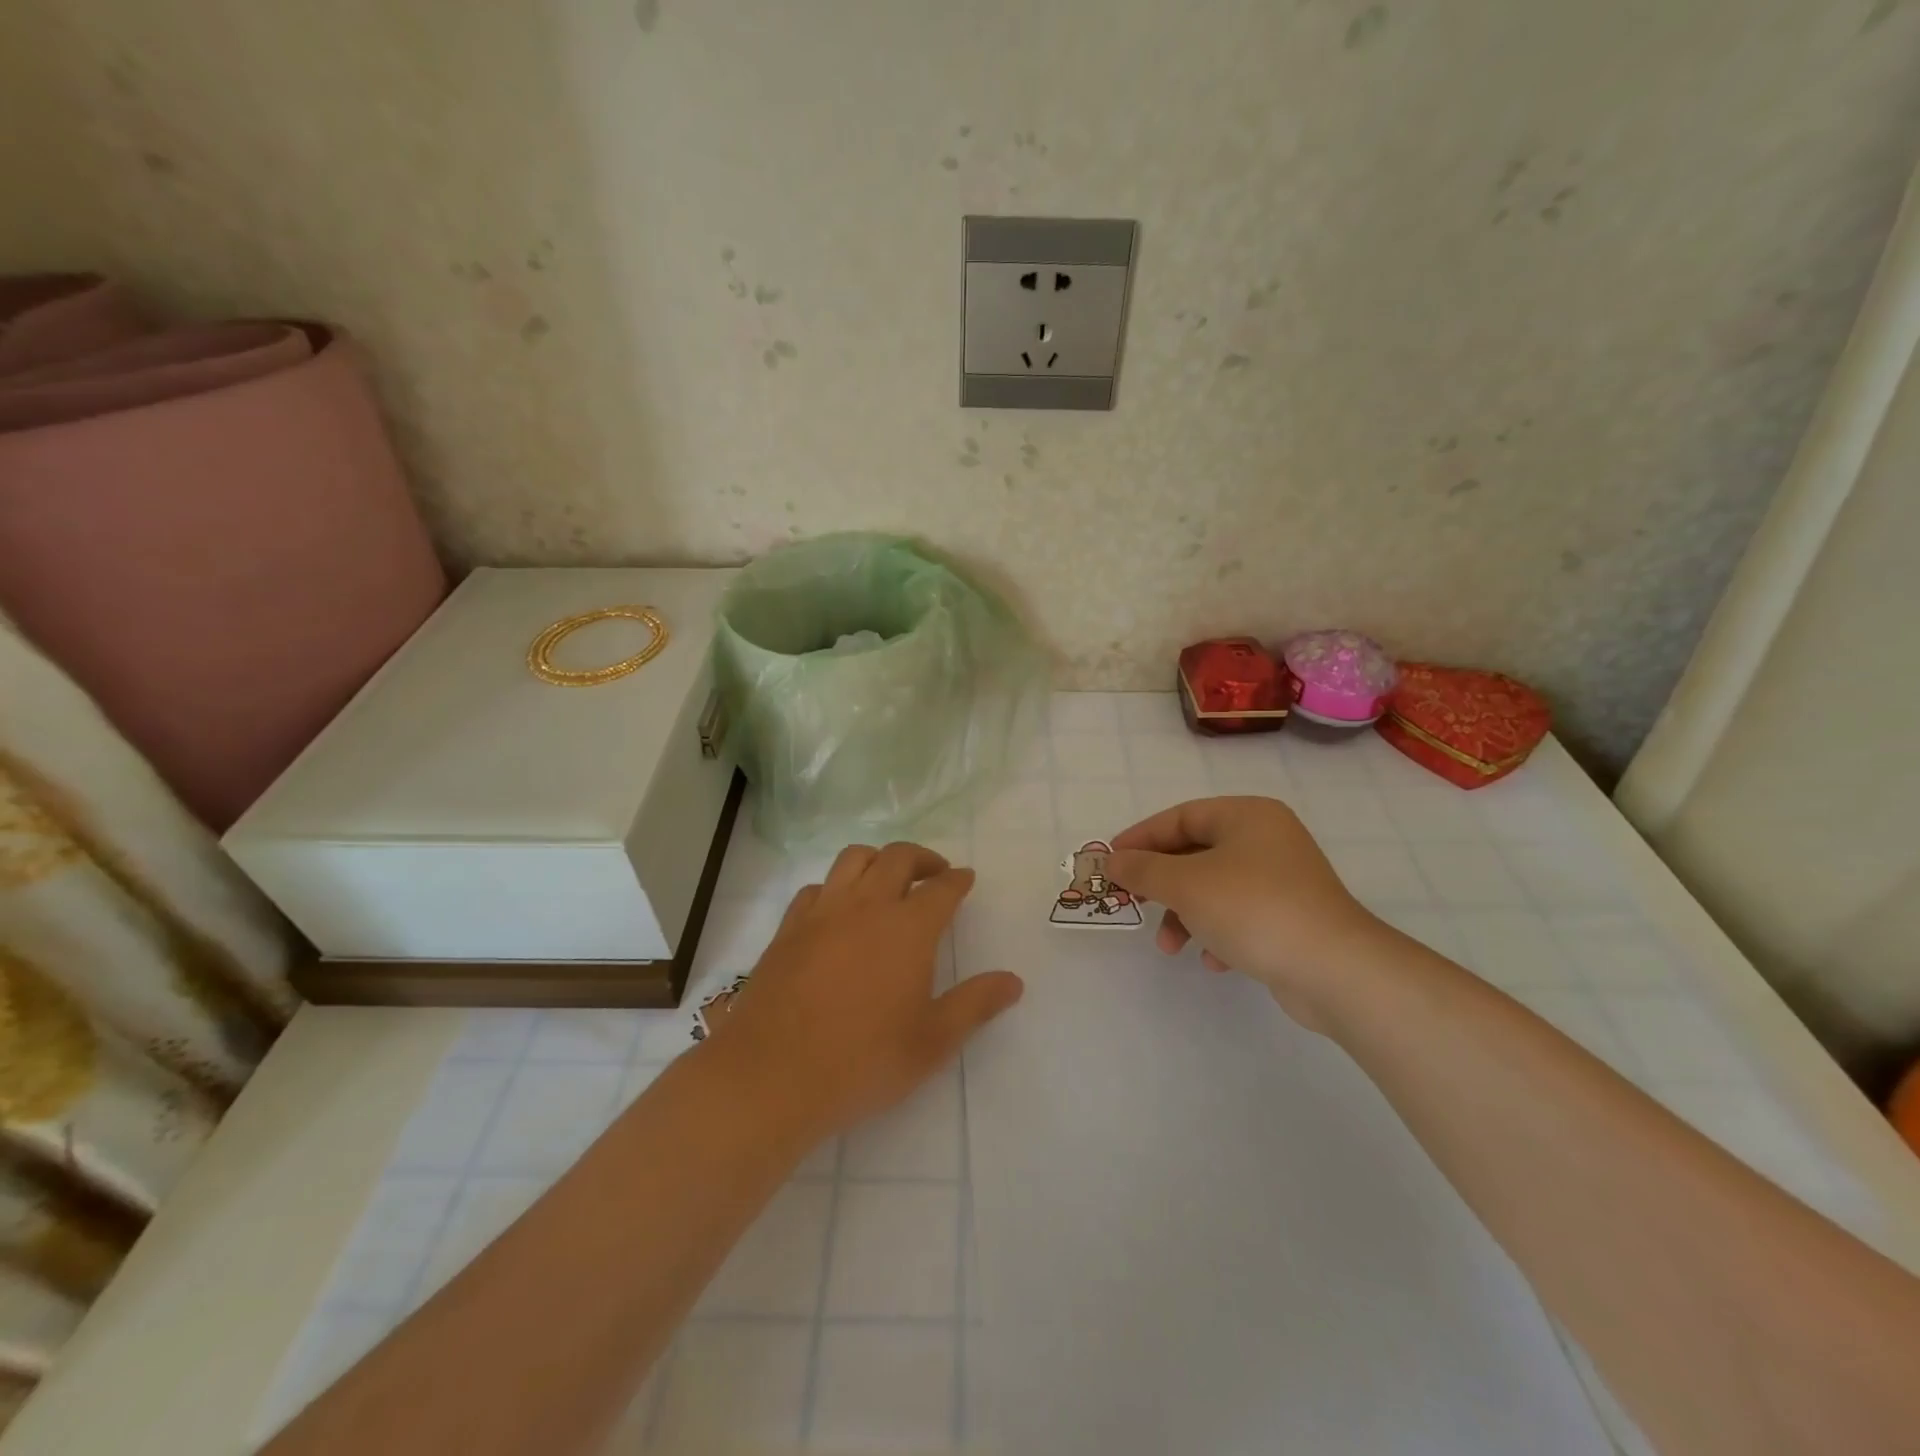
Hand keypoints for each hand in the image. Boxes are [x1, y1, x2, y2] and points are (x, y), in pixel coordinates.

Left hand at [703, 843, 1023, 1139]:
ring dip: (878, 859)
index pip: (941, 888)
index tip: (965, 879)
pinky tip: (837, 909)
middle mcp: (866, 906)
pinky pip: (816, 887)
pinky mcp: (788, 928)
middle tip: (934, 871)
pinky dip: (835, 886)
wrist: (773, 1075)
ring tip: (887, 878)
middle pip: (897, 857)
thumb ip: (975, 1005)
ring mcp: (822, 912)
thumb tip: (1014, 981)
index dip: (957, 880)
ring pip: (853, 859)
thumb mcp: (932, 1042)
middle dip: (922, 857)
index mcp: (908, 928)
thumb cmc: (863, 1061)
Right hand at [1107, 796, 1384, 1027]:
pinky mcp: (1292, 917)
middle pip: (1196, 853)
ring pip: (1214, 888)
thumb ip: (1142, 869)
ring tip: (1171, 946)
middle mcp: (1267, 839)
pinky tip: (1214, 960)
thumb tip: (1112, 861)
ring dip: (1185, 915)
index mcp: (1247, 816)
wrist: (1335, 969)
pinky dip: (1217, 933)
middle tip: (1133, 902)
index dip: (1141, 838)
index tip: (1111, 862)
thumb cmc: (1253, 908)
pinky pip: (1240, 916)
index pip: (1180, 817)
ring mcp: (1283, 879)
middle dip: (1162, 884)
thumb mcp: (1185, 884)